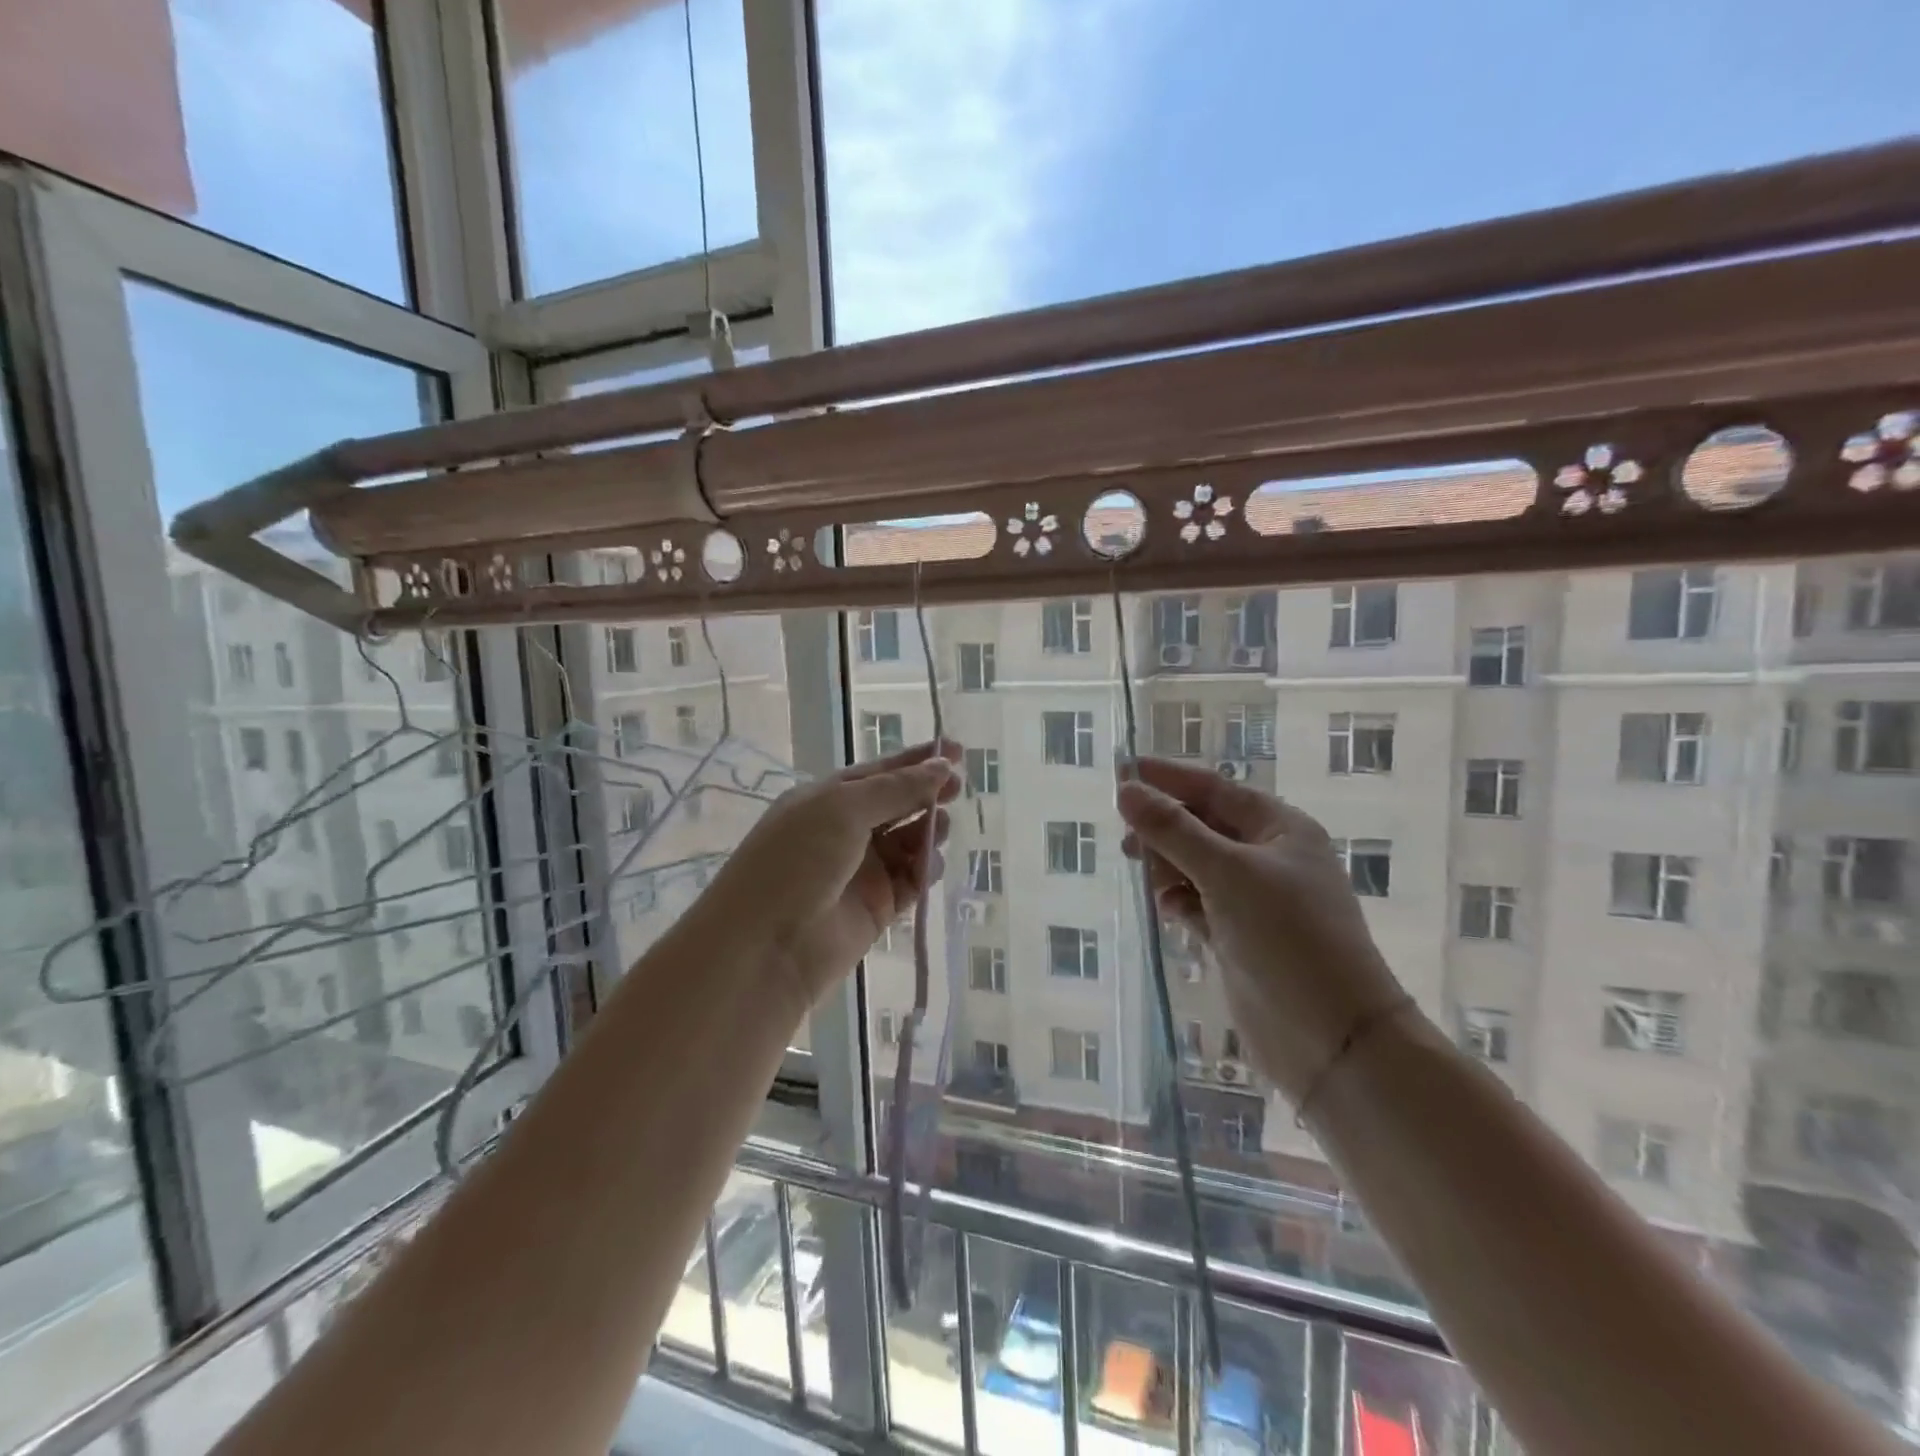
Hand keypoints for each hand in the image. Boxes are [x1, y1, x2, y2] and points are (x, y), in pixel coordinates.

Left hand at [703, 740, 959, 1016]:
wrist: (765, 947)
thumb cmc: (796, 861)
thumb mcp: (843, 809)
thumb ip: (897, 789)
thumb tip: (943, 766)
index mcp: (827, 799)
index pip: (879, 771)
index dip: (917, 760)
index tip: (958, 749)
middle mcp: (844, 830)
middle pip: (897, 804)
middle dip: (928, 794)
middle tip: (958, 789)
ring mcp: (861, 870)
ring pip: (908, 842)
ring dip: (928, 831)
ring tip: (941, 828)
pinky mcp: (876, 907)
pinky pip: (911, 881)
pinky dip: (925, 870)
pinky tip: (930, 866)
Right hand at [1117, 758, 1409, 1103]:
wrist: (1333, 1039)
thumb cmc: (1287, 937)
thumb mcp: (1227, 873)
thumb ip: (1173, 830)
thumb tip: (1126, 790)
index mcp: (1280, 828)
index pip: (1214, 787)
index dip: (1167, 778)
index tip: (1121, 772)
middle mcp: (1269, 857)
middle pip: (1203, 825)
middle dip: (1165, 827)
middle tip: (1127, 840)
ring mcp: (1256, 899)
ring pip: (1197, 864)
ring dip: (1168, 865)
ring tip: (1145, 876)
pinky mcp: (1241, 936)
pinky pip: (1199, 902)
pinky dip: (1179, 900)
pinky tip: (1165, 909)